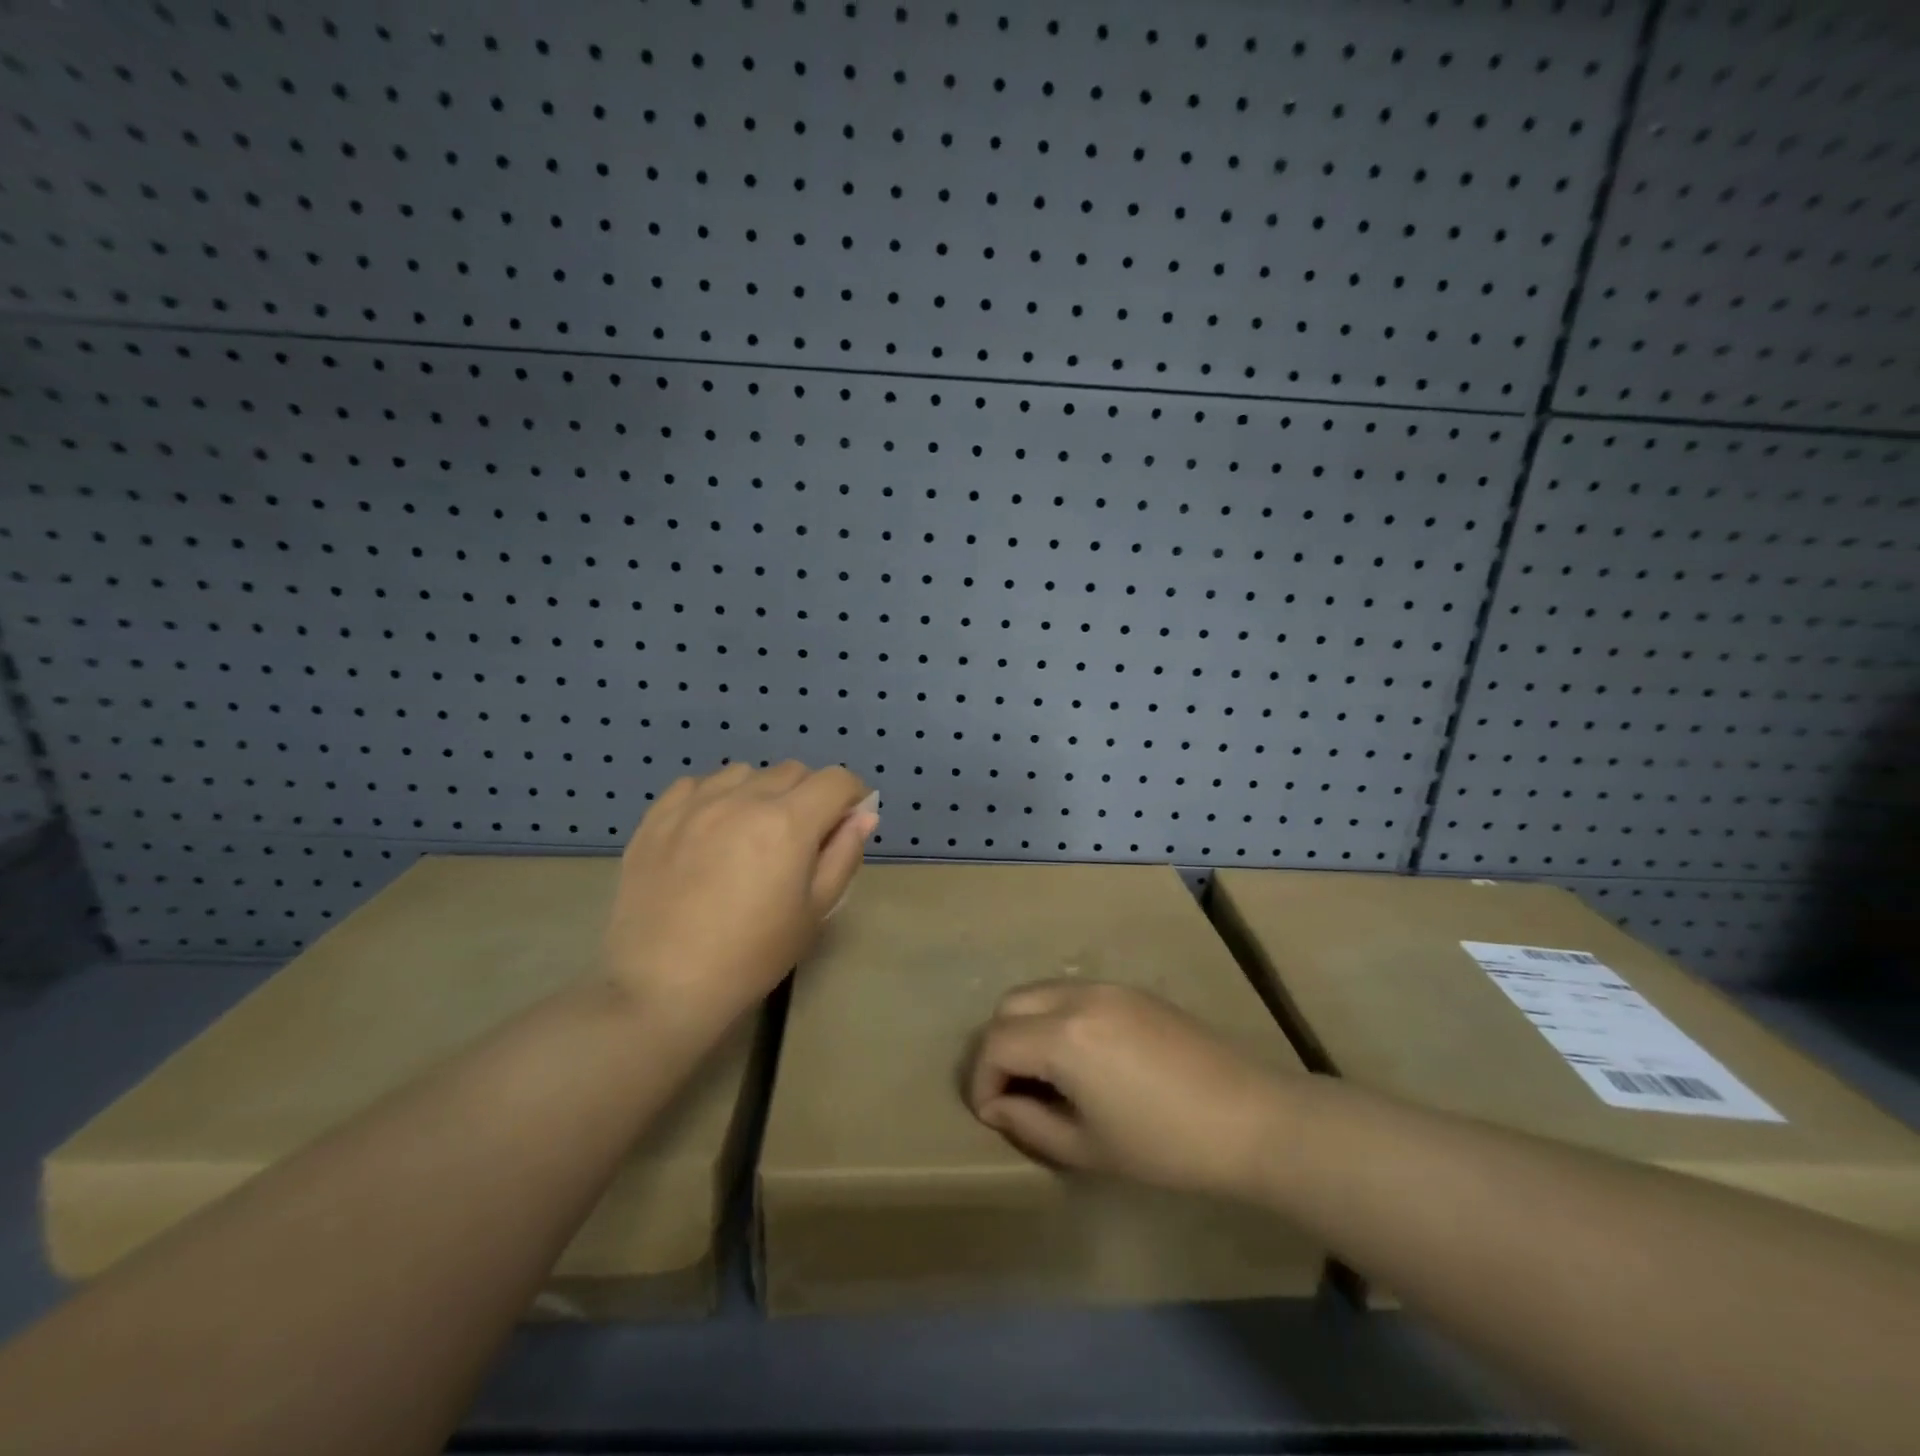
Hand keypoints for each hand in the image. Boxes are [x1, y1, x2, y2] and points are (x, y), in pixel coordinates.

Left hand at [603, 761, 876, 1032]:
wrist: (663, 985)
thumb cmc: (752, 956)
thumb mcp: (814, 912)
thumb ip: (843, 855)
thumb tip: (863, 815)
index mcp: (788, 822)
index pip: (836, 780)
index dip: (852, 795)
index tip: (848, 820)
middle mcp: (743, 799)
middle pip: (792, 771)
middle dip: (809, 794)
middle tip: (801, 836)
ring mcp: (695, 803)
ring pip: (745, 773)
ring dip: (761, 792)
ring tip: (751, 831)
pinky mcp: (657, 816)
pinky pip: (697, 784)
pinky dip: (715, 796)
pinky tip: (710, 830)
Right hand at [966, 981, 1297, 1201]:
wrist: (1250, 1118)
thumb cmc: (1165, 1145)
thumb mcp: (1087, 1148)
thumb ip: (1029, 1124)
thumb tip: (998, 1105)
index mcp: (1064, 1036)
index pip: (995, 1043)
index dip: (981, 1080)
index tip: (990, 1114)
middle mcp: (1078, 997)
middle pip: (1009, 1005)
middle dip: (997, 1046)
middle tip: (1010, 1089)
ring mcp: (1107, 988)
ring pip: (1040, 992)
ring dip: (1026, 1027)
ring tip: (1043, 1074)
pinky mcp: (1131, 990)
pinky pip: (1073, 993)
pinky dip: (1056, 1017)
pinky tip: (1080, 1058)